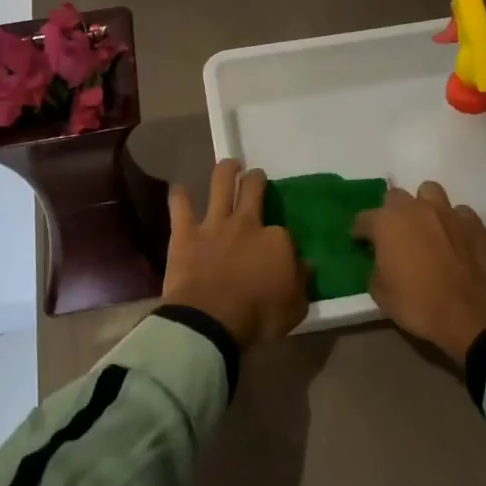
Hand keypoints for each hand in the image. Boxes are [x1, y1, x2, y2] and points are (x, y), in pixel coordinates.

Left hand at [162, 160, 309, 349]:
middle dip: (256, 180)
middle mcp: (247, 224)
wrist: (211, 321)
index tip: (280, 246)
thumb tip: (307, 265)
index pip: (284, 232)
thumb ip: (302, 282)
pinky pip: (180, 207)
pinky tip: (178, 188)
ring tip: (229, 164)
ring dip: (225, 171)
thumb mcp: (295, 307)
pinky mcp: (185, 233)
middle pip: (253, 190)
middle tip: (256, 175)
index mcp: (276, 241)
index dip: (282, 238)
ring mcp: (214, 225)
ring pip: (220, 185)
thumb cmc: (258, 318)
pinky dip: (179, 196)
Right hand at [352, 182, 485, 362]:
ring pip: (430, 192)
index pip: (363, 218)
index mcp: (387, 222)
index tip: (359, 242)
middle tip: (395, 235)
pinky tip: (456, 240)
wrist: (472, 316)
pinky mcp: (475, 224)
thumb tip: (379, 263)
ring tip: (427, 227)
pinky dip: (454, 223)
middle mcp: (416, 208)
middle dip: (392, 213)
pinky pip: (459, 213)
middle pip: (396, 197)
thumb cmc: (419, 304)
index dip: (360, 231)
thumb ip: (375, 270)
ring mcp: (448, 212)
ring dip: (424, 206)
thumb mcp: (381, 294)